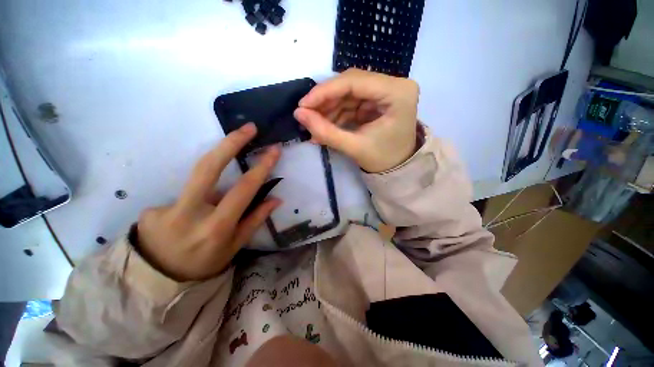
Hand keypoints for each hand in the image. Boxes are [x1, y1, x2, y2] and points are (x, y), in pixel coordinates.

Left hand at [136, 123, 280, 281]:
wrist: (158, 281)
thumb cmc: (205, 263)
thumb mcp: (236, 246)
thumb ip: (255, 220)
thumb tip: (276, 199)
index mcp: (217, 226)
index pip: (244, 189)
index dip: (261, 167)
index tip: (273, 150)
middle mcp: (189, 214)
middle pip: (208, 167)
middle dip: (230, 143)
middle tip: (248, 128)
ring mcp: (165, 209)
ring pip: (198, 177)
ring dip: (215, 171)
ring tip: (221, 191)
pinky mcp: (150, 209)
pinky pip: (185, 195)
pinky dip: (195, 200)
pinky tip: (191, 215)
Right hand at [294, 68, 418, 172]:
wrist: (398, 168)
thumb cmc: (382, 160)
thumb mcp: (354, 147)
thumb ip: (325, 131)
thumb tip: (298, 114)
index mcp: (398, 93)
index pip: (354, 81)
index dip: (325, 91)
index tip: (303, 105)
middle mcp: (395, 84)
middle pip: (351, 83)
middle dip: (326, 100)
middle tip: (306, 115)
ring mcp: (387, 90)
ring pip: (349, 92)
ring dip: (329, 108)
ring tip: (314, 126)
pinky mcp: (378, 99)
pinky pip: (352, 101)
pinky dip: (337, 113)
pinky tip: (326, 126)